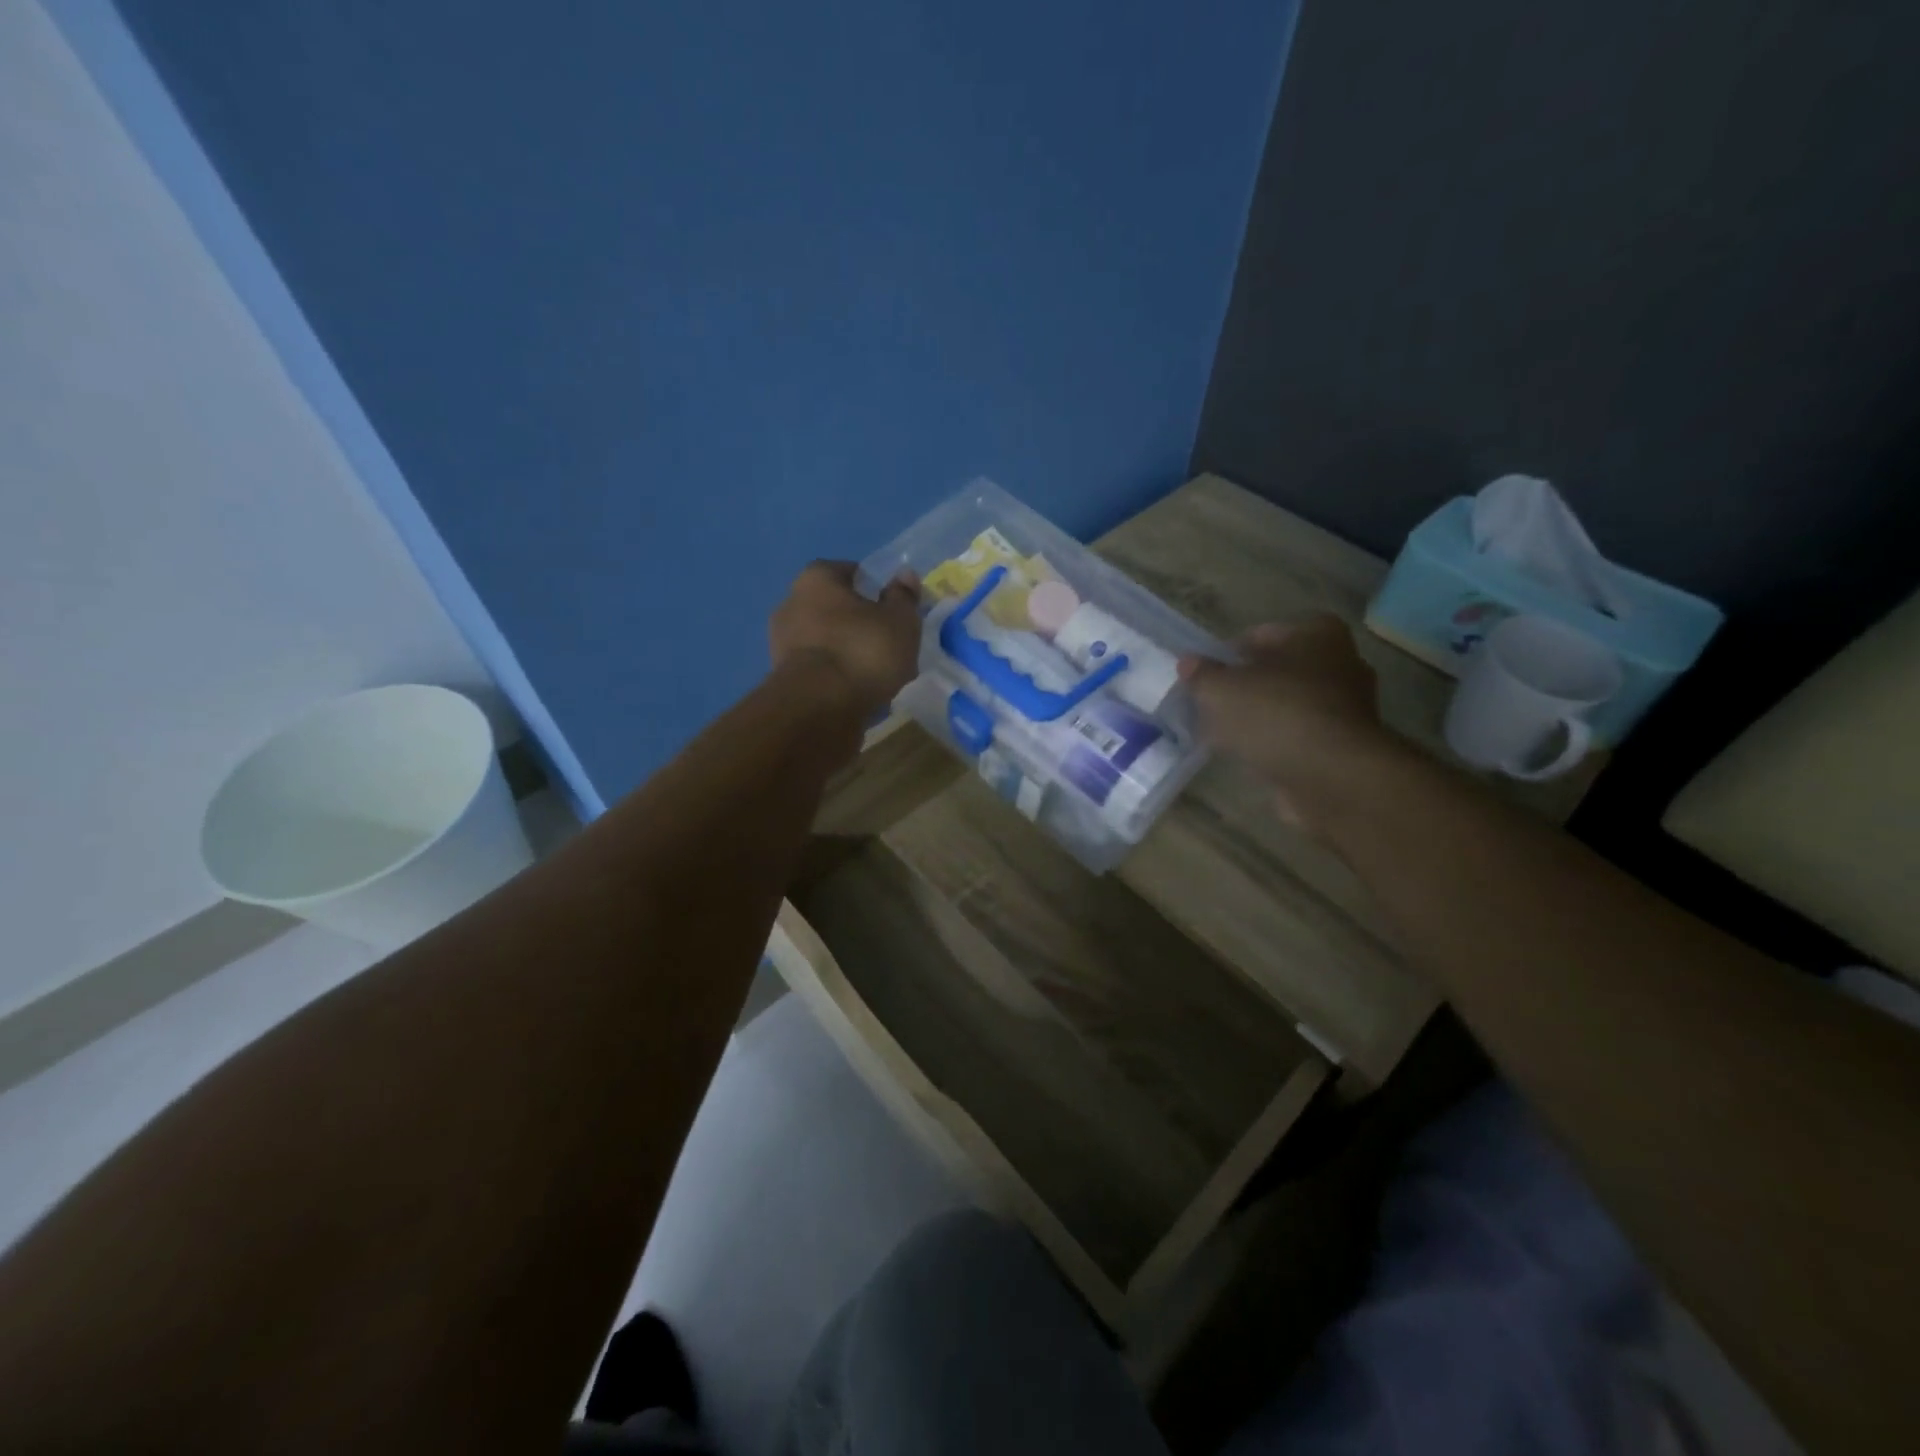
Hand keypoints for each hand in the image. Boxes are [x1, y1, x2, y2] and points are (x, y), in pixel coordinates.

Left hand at [770, 561, 921, 718]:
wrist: (818, 708)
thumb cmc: (862, 651)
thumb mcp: (900, 621)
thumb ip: (904, 597)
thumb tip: (904, 576)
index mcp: (816, 579)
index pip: (847, 571)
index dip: (872, 586)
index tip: (892, 606)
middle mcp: (791, 604)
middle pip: (834, 608)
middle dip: (859, 622)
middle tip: (888, 642)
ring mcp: (782, 643)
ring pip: (827, 641)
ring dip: (848, 652)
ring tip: (879, 674)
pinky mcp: (783, 679)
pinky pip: (820, 669)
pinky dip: (838, 676)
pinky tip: (860, 692)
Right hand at [1180, 616, 1397, 830]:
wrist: (1333, 778)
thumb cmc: (1276, 716)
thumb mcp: (1220, 690)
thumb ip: (1201, 674)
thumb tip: (1189, 663)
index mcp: (1316, 633)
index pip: (1259, 635)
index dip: (1225, 657)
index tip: (1203, 680)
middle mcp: (1341, 662)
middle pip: (1276, 671)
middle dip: (1244, 687)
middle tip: (1211, 706)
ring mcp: (1348, 706)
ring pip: (1287, 704)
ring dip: (1259, 717)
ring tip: (1224, 735)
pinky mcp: (1345, 744)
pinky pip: (1298, 735)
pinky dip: (1276, 742)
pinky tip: (1250, 756)